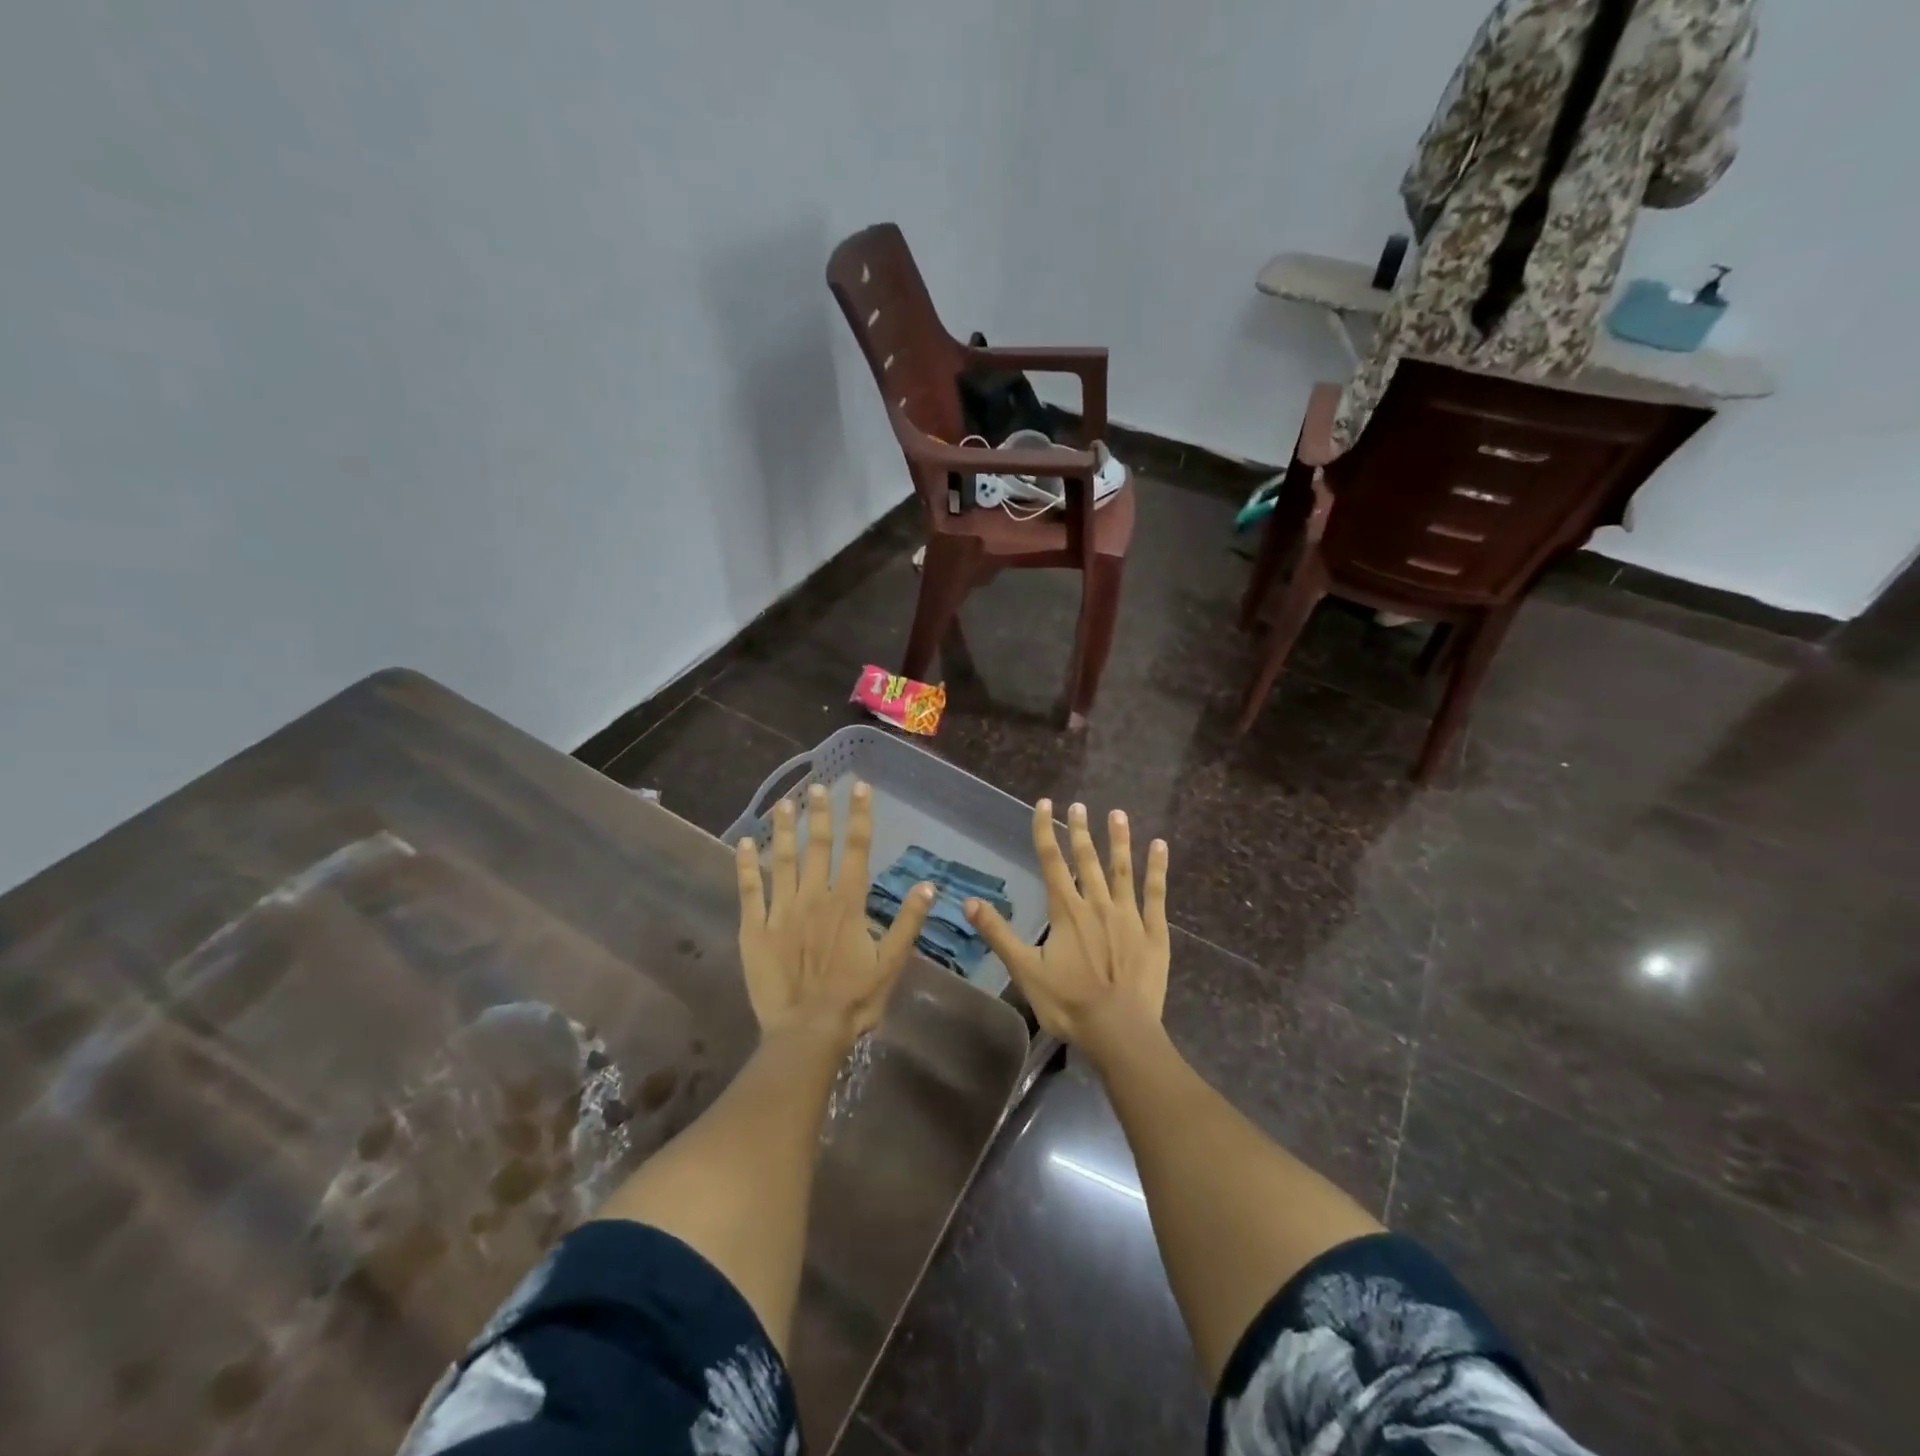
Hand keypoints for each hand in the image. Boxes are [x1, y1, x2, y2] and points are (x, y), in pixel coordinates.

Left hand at [735, 782, 932, 1047]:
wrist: (806, 1033)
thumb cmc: (854, 1000)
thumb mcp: (891, 964)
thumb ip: (908, 922)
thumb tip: (927, 885)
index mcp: (847, 903)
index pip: (856, 848)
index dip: (859, 816)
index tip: (860, 787)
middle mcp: (814, 897)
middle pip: (818, 846)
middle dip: (820, 813)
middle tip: (817, 785)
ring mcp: (781, 910)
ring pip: (782, 859)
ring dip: (783, 829)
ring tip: (783, 802)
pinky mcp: (754, 929)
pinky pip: (749, 890)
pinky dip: (746, 865)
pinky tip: (744, 842)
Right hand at [966, 799, 1169, 1064]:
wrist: (1118, 1030)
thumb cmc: (1068, 1003)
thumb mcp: (1024, 970)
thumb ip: (999, 933)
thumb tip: (969, 902)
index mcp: (1065, 911)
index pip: (1051, 861)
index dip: (1045, 830)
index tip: (1044, 804)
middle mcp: (1096, 904)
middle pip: (1086, 859)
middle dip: (1080, 830)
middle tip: (1079, 804)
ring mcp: (1128, 915)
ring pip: (1122, 869)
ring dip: (1118, 840)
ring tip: (1117, 813)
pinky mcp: (1154, 932)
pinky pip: (1155, 893)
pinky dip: (1157, 868)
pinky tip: (1160, 845)